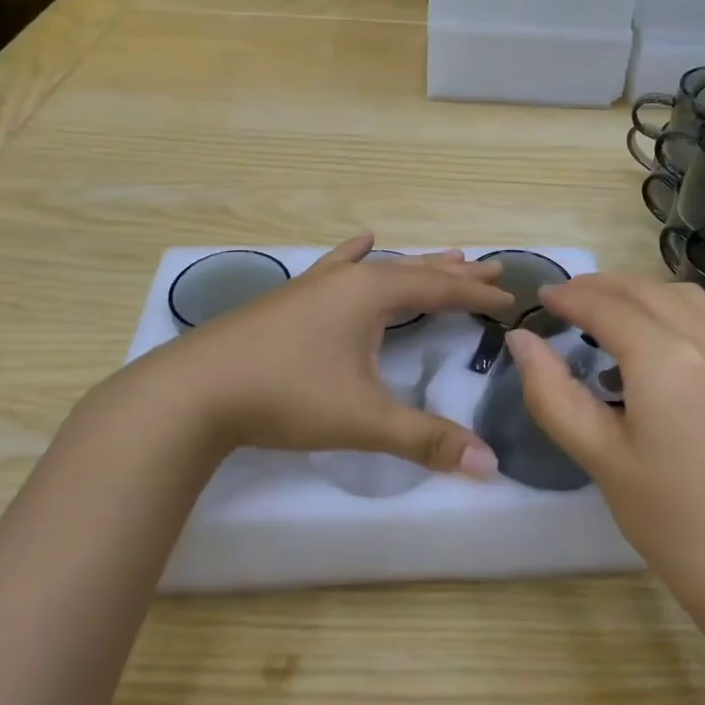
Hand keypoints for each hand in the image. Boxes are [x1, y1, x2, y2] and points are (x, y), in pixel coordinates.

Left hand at [129, 234, 512, 476]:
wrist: (195, 391)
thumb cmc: (286, 396)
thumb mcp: (363, 420)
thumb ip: (427, 440)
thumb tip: (490, 464)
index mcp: (373, 295)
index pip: (441, 290)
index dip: (478, 296)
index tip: (510, 301)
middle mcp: (349, 279)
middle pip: (416, 270)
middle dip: (457, 273)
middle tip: (493, 267)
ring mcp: (317, 285)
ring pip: (381, 267)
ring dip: (418, 264)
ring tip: (448, 255)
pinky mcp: (291, 298)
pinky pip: (337, 266)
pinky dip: (355, 254)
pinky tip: (362, 240)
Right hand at [505, 274, 704, 642]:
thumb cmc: (676, 524)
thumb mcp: (601, 459)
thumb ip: (554, 393)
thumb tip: (520, 339)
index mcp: (667, 358)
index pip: (607, 306)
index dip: (570, 296)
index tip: (540, 296)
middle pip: (646, 291)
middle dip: (601, 287)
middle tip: (563, 300)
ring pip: (682, 297)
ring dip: (639, 292)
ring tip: (604, 311)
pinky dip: (671, 309)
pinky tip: (655, 341)